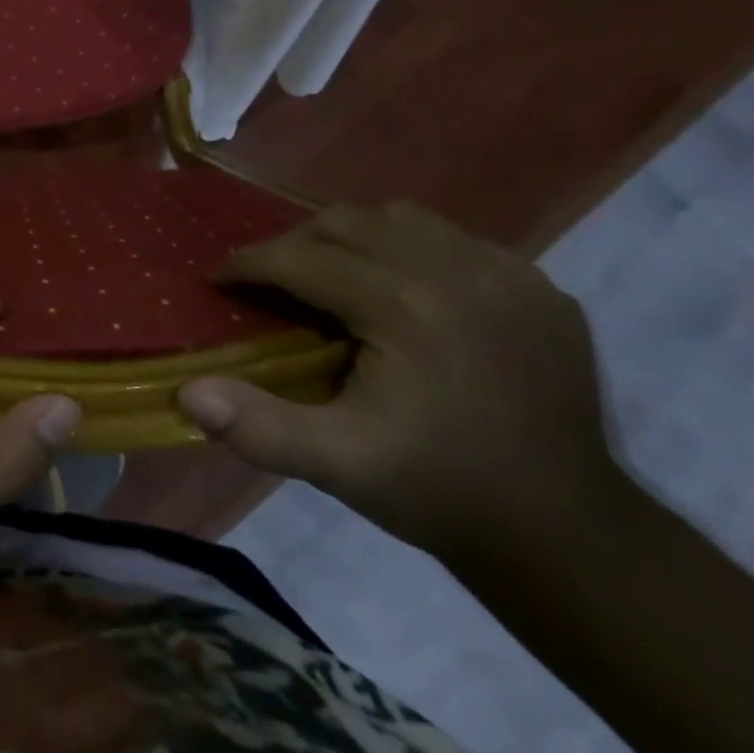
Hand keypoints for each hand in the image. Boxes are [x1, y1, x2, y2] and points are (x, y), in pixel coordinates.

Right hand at [180, 202, 620, 557]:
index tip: (217, 279)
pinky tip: (403, 291)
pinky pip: (454, 239)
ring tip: (332, 277)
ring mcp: (507, 273)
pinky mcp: (539, 287)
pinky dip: (412, 250)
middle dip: (292, 244)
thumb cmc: (437, 490)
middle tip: (269, 281)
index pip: (300, 258)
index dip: (247, 264)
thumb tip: (186, 391)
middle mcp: (456, 270)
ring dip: (352, 238)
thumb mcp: (337, 465)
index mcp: (404, 305)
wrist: (567, 534)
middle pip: (345, 223)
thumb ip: (257, 425)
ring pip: (400, 218)